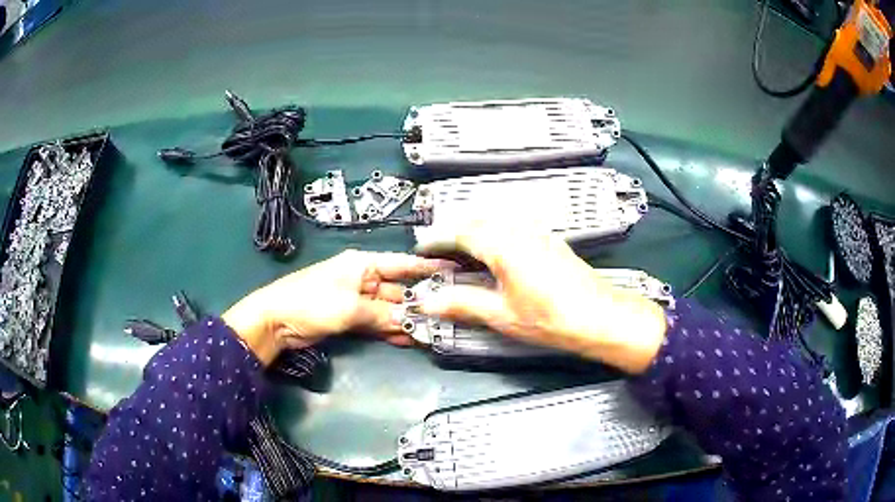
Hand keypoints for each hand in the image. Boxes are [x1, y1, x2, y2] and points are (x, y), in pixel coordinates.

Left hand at [223, 250, 447, 364]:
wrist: (276, 322)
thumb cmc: (310, 303)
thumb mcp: (349, 308)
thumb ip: (383, 315)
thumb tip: (411, 322)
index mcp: (362, 264)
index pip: (402, 263)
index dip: (426, 267)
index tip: (452, 271)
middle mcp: (363, 278)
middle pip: (398, 290)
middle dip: (418, 303)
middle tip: (444, 316)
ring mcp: (357, 299)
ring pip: (389, 309)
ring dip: (404, 320)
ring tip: (430, 332)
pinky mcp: (350, 317)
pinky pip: (377, 322)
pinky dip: (389, 330)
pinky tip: (407, 339)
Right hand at [417, 223, 667, 373]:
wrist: (600, 317)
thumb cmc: (552, 318)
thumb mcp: (501, 315)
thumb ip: (462, 304)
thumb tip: (430, 302)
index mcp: (503, 244)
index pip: (460, 232)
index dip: (437, 239)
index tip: (422, 249)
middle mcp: (519, 230)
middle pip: (477, 220)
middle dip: (453, 232)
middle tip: (438, 252)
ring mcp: (537, 232)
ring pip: (495, 220)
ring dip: (474, 230)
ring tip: (461, 253)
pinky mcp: (549, 240)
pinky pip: (512, 226)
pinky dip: (494, 234)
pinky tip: (494, 254)